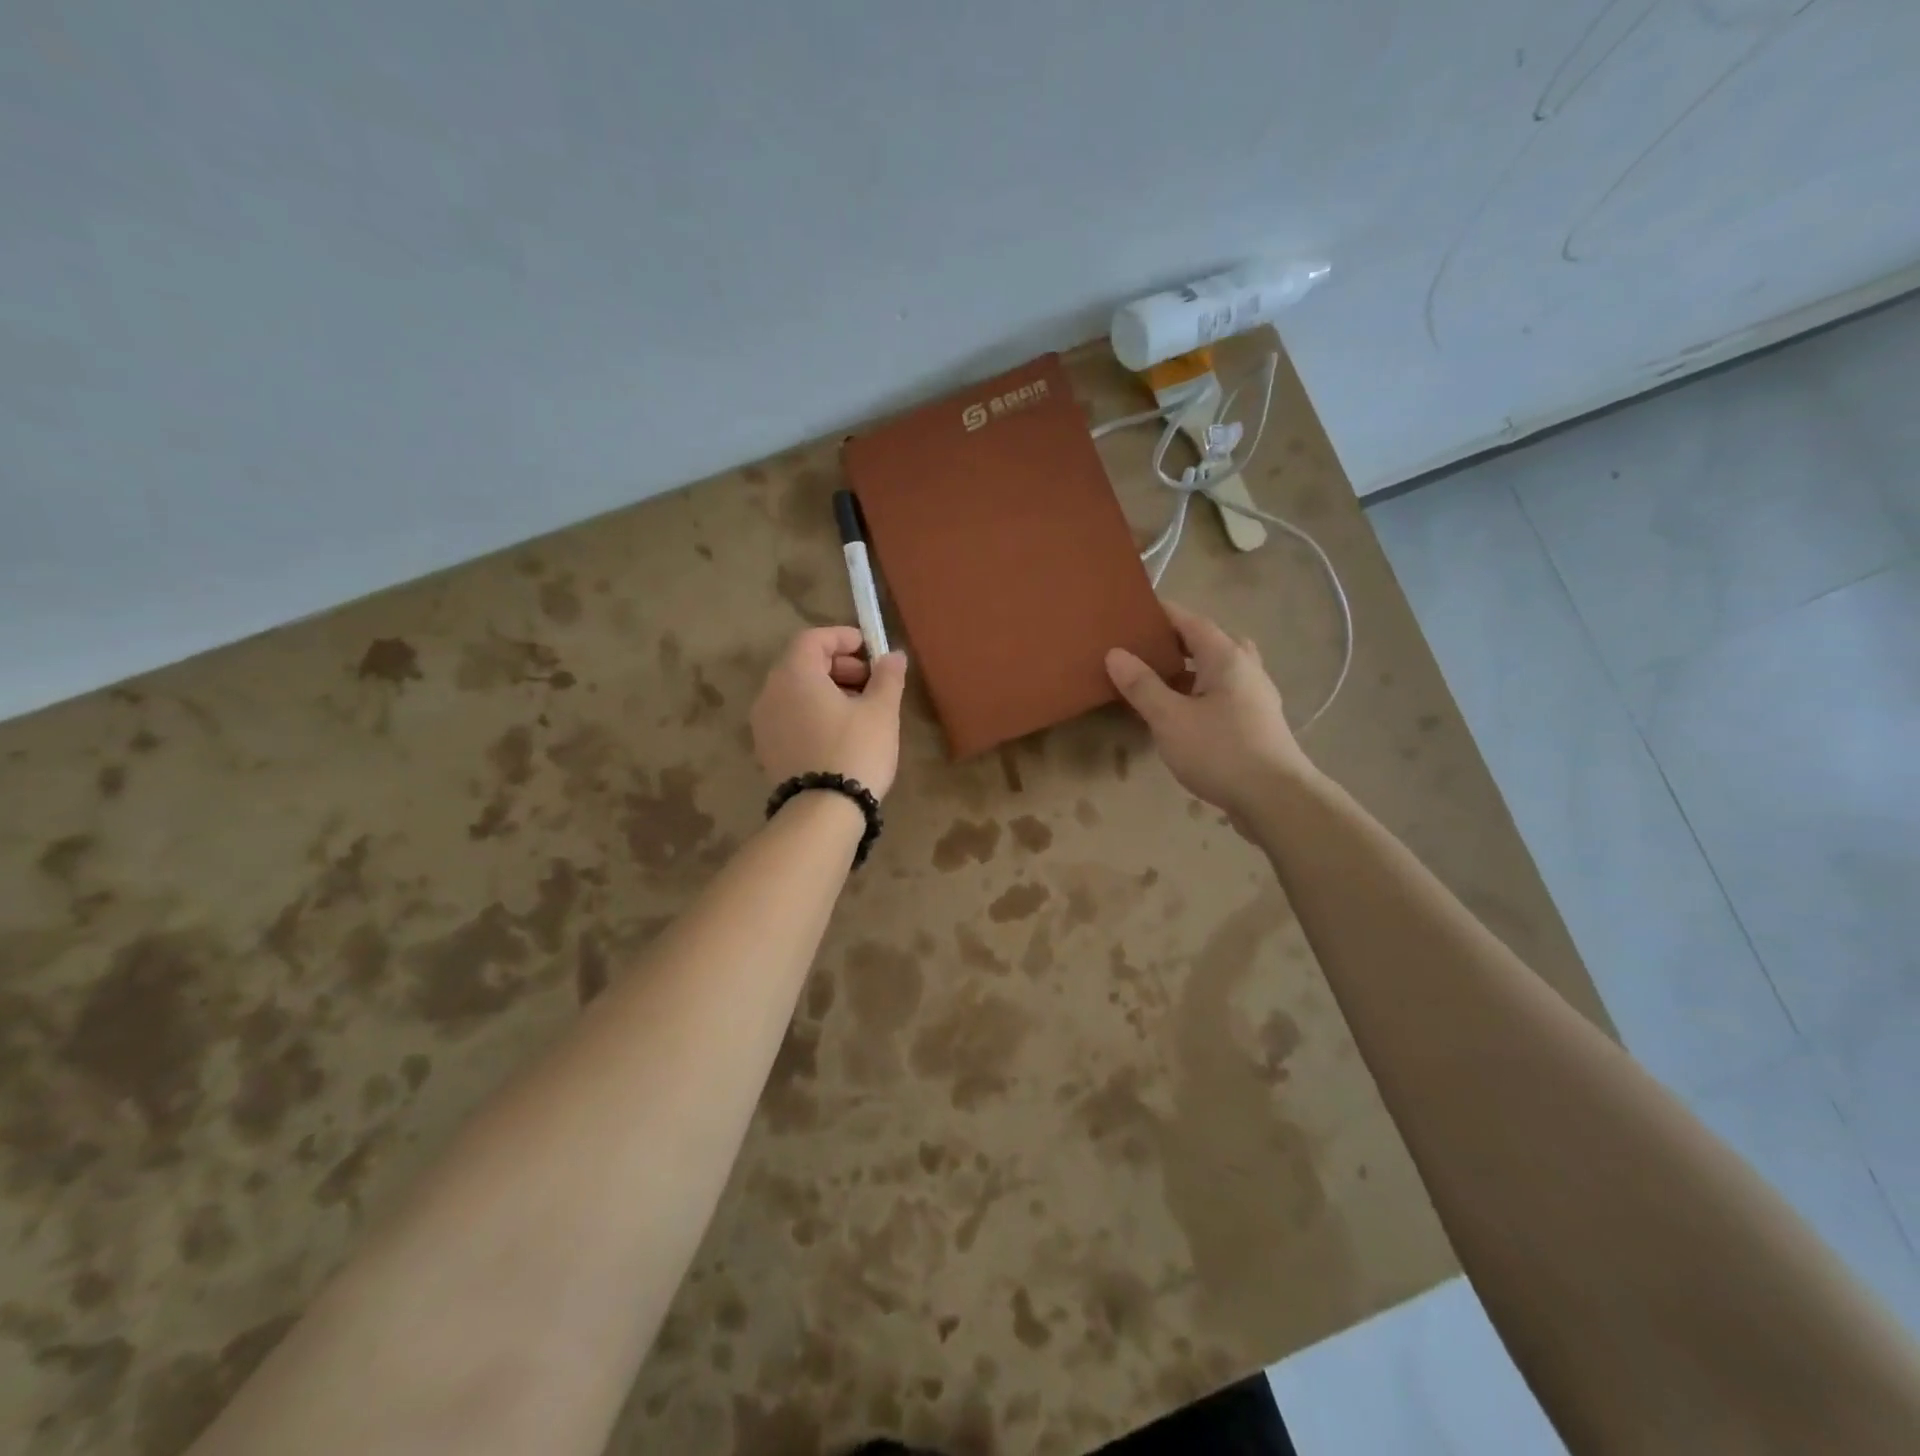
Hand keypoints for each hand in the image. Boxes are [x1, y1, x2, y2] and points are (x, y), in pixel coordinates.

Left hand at [751, 627, 908, 797]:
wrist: (823, 811)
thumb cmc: (855, 750)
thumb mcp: (881, 711)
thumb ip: (887, 677)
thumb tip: (893, 656)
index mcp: (794, 674)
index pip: (812, 639)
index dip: (842, 637)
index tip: (868, 648)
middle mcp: (770, 693)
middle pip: (801, 664)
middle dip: (837, 665)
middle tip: (869, 680)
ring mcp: (763, 723)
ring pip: (795, 692)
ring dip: (826, 690)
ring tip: (859, 708)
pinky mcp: (767, 749)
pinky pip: (789, 716)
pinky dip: (812, 712)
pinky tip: (839, 732)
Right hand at [1105, 603, 1310, 821]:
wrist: (1275, 799)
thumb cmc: (1220, 751)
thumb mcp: (1170, 718)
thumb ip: (1142, 685)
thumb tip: (1115, 653)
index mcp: (1226, 658)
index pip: (1192, 622)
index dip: (1163, 614)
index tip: (1135, 612)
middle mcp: (1246, 669)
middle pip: (1210, 643)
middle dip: (1178, 643)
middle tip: (1147, 650)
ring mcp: (1256, 698)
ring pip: (1219, 672)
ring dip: (1190, 672)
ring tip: (1158, 683)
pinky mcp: (1257, 724)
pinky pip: (1224, 696)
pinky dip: (1200, 695)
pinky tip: (1182, 716)